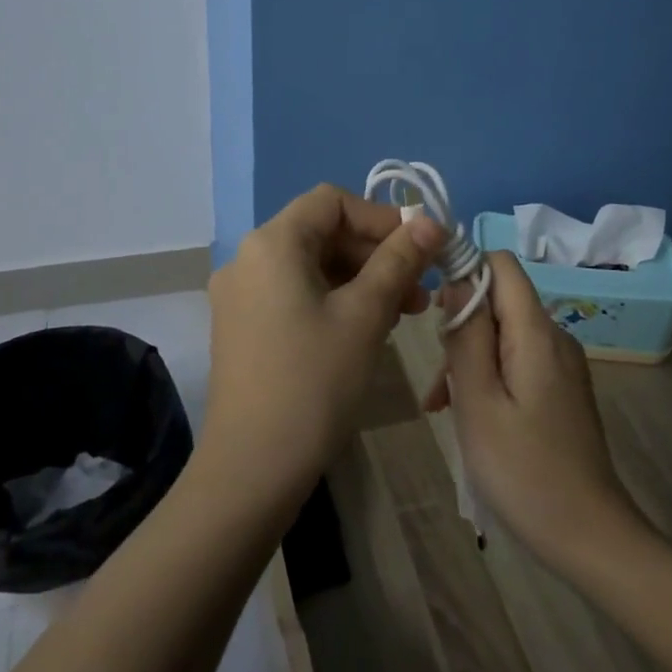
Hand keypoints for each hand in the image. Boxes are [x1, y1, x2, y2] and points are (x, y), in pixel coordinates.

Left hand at [204, 184, 442, 511]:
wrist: (252, 469)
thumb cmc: (314, 382)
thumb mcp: (365, 315)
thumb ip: (399, 260)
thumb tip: (430, 221)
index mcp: (272, 243)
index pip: (332, 202)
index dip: (381, 217)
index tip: (421, 249)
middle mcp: (248, 258)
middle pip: (322, 232)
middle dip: (377, 253)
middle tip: (422, 289)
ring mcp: (241, 295)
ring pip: (313, 266)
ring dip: (362, 279)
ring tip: (406, 312)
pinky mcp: (244, 327)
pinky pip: (296, 294)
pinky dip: (336, 300)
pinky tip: (369, 328)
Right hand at [440, 252, 645, 568]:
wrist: (589, 536)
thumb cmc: (523, 471)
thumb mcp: (479, 402)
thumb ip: (467, 336)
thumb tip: (457, 279)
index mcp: (537, 333)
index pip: (502, 265)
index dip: (464, 268)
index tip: (430, 305)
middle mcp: (555, 338)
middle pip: (499, 301)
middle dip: (460, 326)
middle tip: (436, 380)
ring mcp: (562, 366)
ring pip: (504, 335)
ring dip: (469, 359)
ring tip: (441, 407)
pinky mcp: (561, 390)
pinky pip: (517, 362)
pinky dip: (488, 377)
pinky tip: (470, 416)